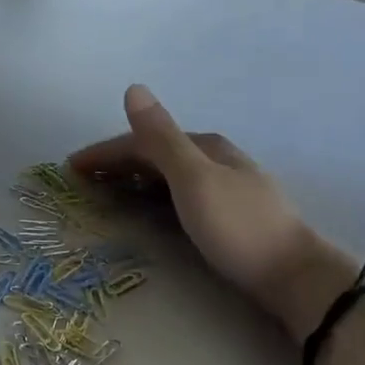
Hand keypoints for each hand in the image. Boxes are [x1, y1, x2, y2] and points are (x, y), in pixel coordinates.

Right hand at [68, 85, 356, 341]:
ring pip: (168, 174)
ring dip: (134, 178)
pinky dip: (154, 196)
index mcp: (205, 146)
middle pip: (156, 154)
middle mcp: (215, 159)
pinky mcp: (230, 214)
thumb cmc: (237, 227)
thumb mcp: (193, 178)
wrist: (293, 276)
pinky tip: (150, 209)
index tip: (71, 167)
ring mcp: (225, 186)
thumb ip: (161, 137)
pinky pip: (178, 195)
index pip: (143, 141)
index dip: (105, 151)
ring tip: (107, 193)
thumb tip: (133, 88)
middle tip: (83, 181)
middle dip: (117, 163)